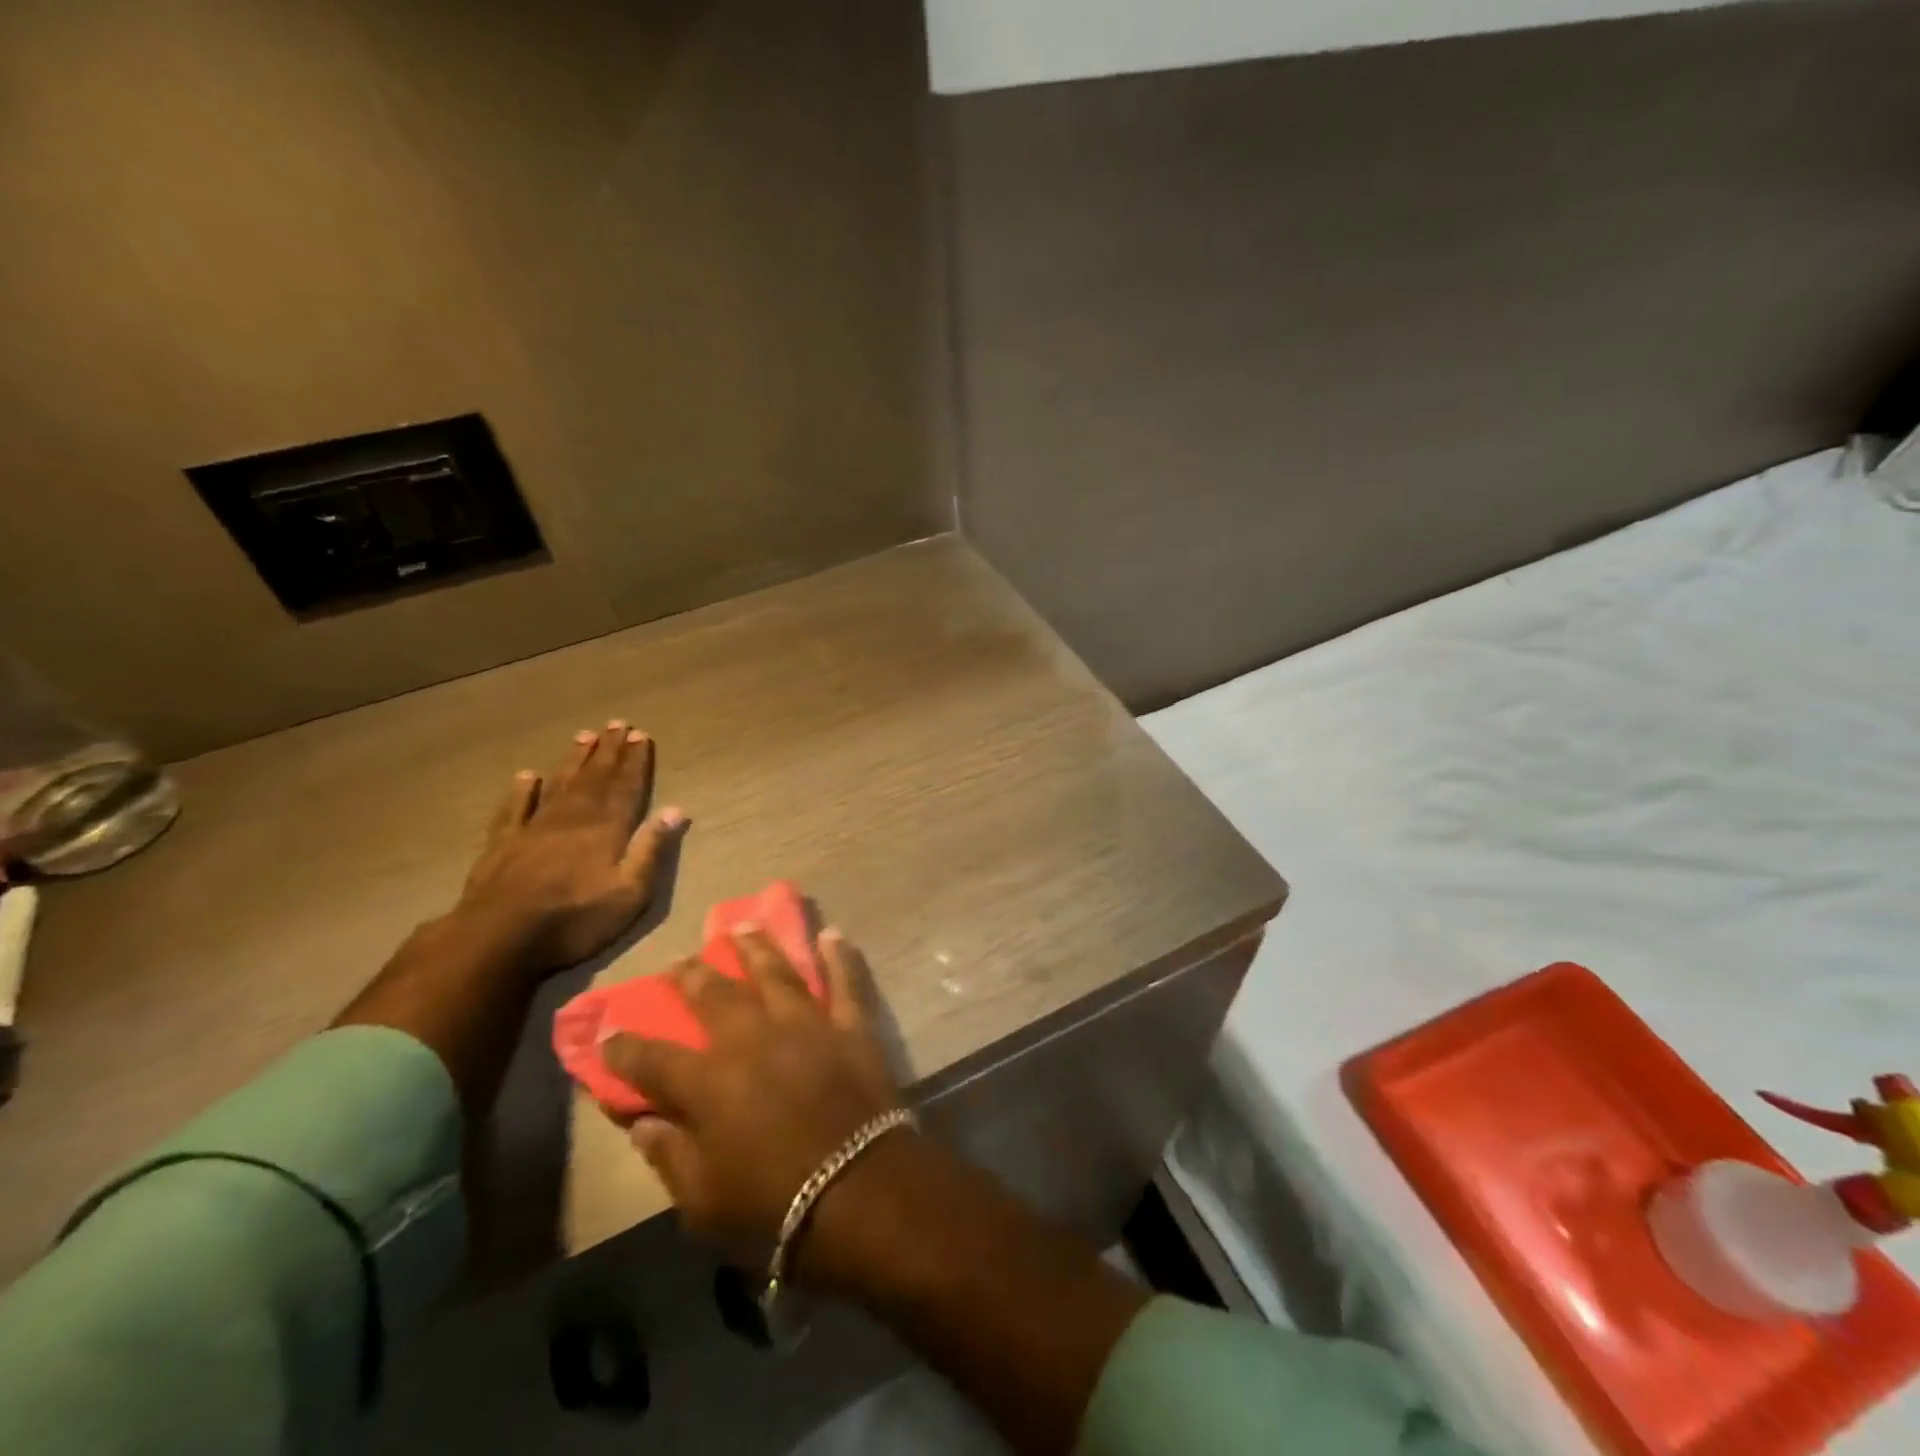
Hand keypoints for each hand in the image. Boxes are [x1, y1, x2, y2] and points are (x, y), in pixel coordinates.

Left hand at [453, 721, 687, 974]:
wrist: (499, 938)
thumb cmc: (575, 919)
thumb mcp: (630, 892)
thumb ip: (651, 849)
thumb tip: (676, 810)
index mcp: (606, 829)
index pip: (626, 787)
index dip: (635, 761)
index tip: (641, 735)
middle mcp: (573, 818)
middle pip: (595, 778)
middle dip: (609, 751)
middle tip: (618, 724)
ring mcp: (534, 828)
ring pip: (560, 784)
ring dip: (574, 760)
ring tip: (584, 736)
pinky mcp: (502, 844)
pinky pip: (514, 809)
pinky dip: (522, 791)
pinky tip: (526, 776)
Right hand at [603, 928, 902, 1276]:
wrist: (859, 1190)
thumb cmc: (773, 1205)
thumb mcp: (702, 1201)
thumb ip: (668, 1156)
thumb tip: (641, 1123)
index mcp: (708, 1082)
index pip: (651, 1057)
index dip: (623, 1045)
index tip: (606, 1031)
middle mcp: (752, 1038)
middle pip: (715, 995)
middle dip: (692, 975)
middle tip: (680, 961)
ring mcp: (805, 1024)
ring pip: (776, 972)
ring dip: (757, 946)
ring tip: (743, 925)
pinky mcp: (850, 1026)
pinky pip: (845, 981)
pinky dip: (839, 956)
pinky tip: (831, 934)